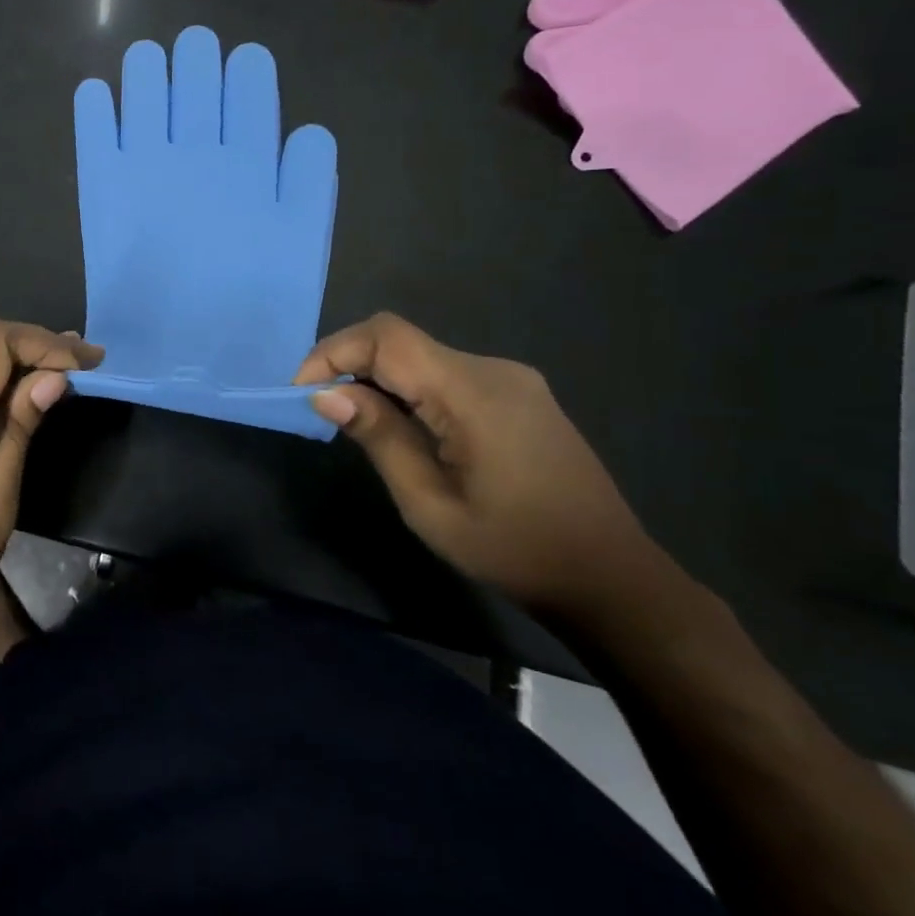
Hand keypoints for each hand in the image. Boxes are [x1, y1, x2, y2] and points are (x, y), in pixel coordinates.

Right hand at [296, 313, 661, 622]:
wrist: (612, 578)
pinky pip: (448, 374)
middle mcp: (492, 369)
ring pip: (423, 356)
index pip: (386, 337)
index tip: (302, 392)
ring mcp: (511, 379)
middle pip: (402, 340)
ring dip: (380, 378)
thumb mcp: (430, 504)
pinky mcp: (519, 394)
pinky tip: (406, 428)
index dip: (333, 352)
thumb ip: (379, 438)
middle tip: (322, 411)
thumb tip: (326, 395)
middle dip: (350, 365)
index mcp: (472, 392)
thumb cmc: (514, 550)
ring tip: (357, 424)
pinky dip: (411, 389)